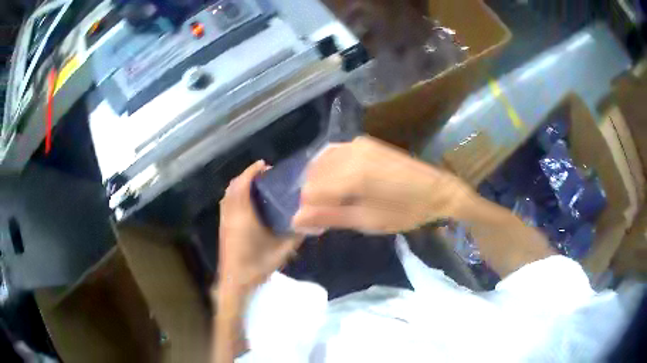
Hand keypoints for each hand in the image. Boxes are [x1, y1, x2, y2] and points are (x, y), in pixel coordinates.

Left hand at [217, 161, 302, 299]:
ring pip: (228, 194)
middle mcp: (231, 213)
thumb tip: (310, 222)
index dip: (252, 171)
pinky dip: (235, 195)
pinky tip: (247, 203)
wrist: (235, 281)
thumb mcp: (282, 251)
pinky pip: (226, 202)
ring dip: (240, 185)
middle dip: (247, 175)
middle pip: (234, 186)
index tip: (264, 165)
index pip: (243, 184)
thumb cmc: (257, 265)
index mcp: (244, 215)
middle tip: (264, 175)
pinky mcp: (223, 227)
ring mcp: (225, 220)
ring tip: (256, 186)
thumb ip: (296, 235)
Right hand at [292, 136, 473, 233]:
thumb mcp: (367, 221)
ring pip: (320, 163)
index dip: (308, 211)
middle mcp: (349, 153)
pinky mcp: (364, 142)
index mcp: (351, 175)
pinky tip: (339, 183)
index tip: (317, 227)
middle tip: (327, 217)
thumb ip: (329, 217)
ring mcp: (356, 144)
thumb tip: (295, 220)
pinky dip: (329, 170)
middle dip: (313, 198)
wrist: (436, 190)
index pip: (309, 192)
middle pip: (312, 176)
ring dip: (320, 184)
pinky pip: (333, 153)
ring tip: (334, 202)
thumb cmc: (404, 211)